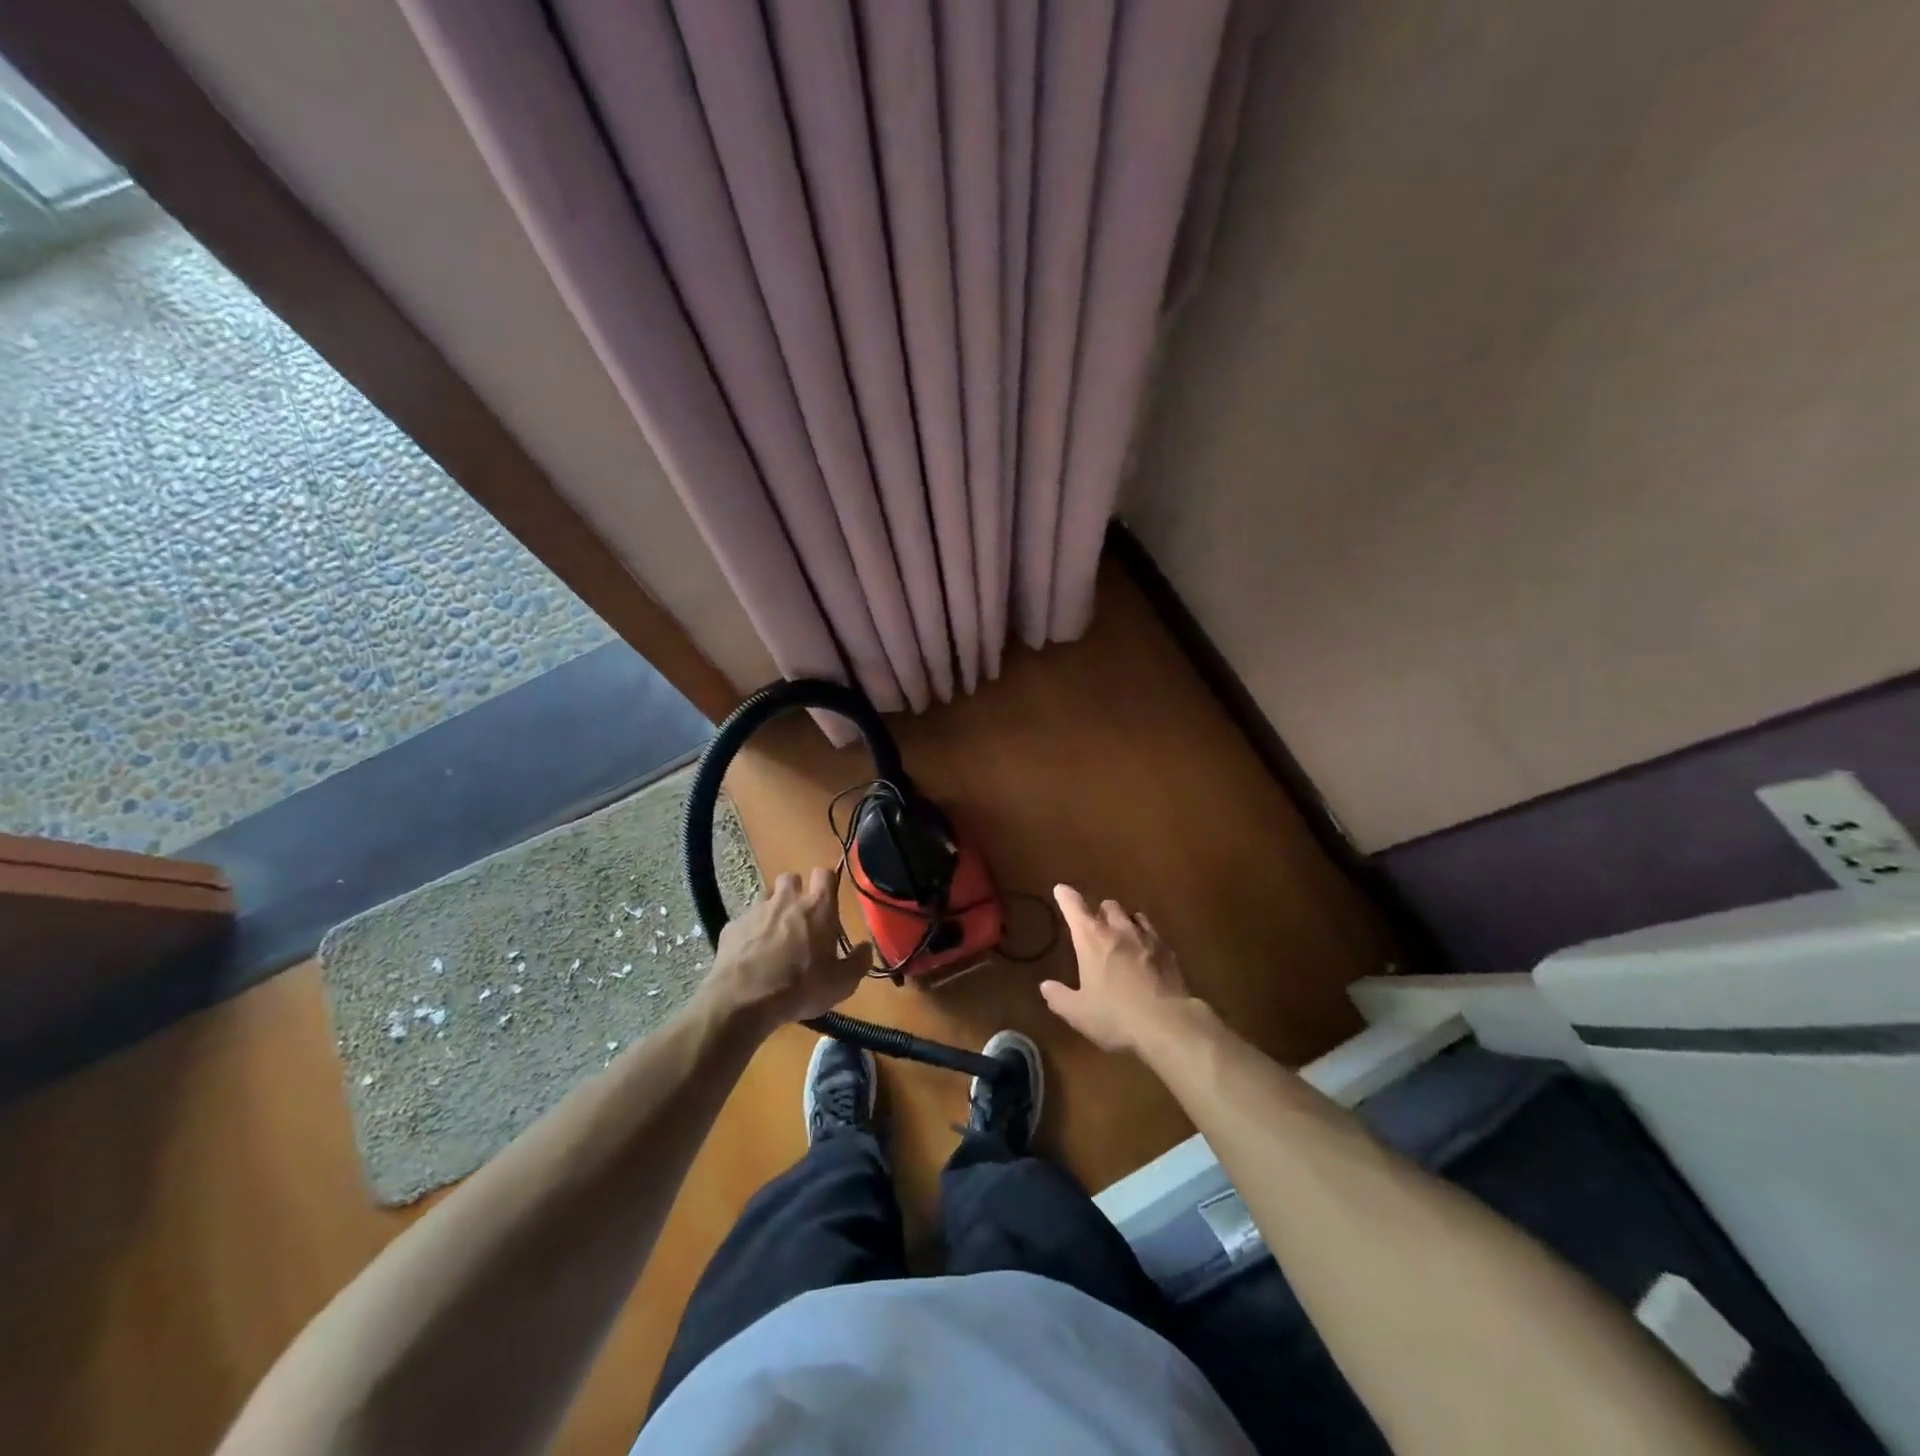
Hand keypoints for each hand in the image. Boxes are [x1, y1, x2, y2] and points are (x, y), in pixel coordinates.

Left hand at [701, 868, 872, 1031]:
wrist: (743, 1000)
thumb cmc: (800, 987)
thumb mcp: (841, 983)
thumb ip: (858, 962)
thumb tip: (866, 948)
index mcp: (818, 908)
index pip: (825, 874)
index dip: (826, 882)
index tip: (827, 898)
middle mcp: (787, 900)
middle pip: (791, 877)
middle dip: (796, 891)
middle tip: (800, 917)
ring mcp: (755, 911)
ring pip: (765, 897)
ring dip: (772, 910)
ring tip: (774, 936)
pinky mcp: (731, 927)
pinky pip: (743, 922)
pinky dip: (749, 932)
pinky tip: (750, 955)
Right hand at [1041, 885, 1194, 1054]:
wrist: (1168, 1025)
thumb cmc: (1115, 1016)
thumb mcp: (1079, 1013)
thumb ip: (1059, 997)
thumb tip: (1045, 987)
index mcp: (1092, 940)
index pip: (1075, 908)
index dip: (1066, 897)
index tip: (1061, 890)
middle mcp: (1119, 931)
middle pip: (1109, 906)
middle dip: (1101, 912)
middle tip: (1097, 925)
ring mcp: (1148, 939)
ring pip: (1135, 916)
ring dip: (1126, 922)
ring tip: (1124, 935)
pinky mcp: (1170, 952)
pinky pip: (1155, 935)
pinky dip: (1147, 939)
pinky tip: (1148, 954)